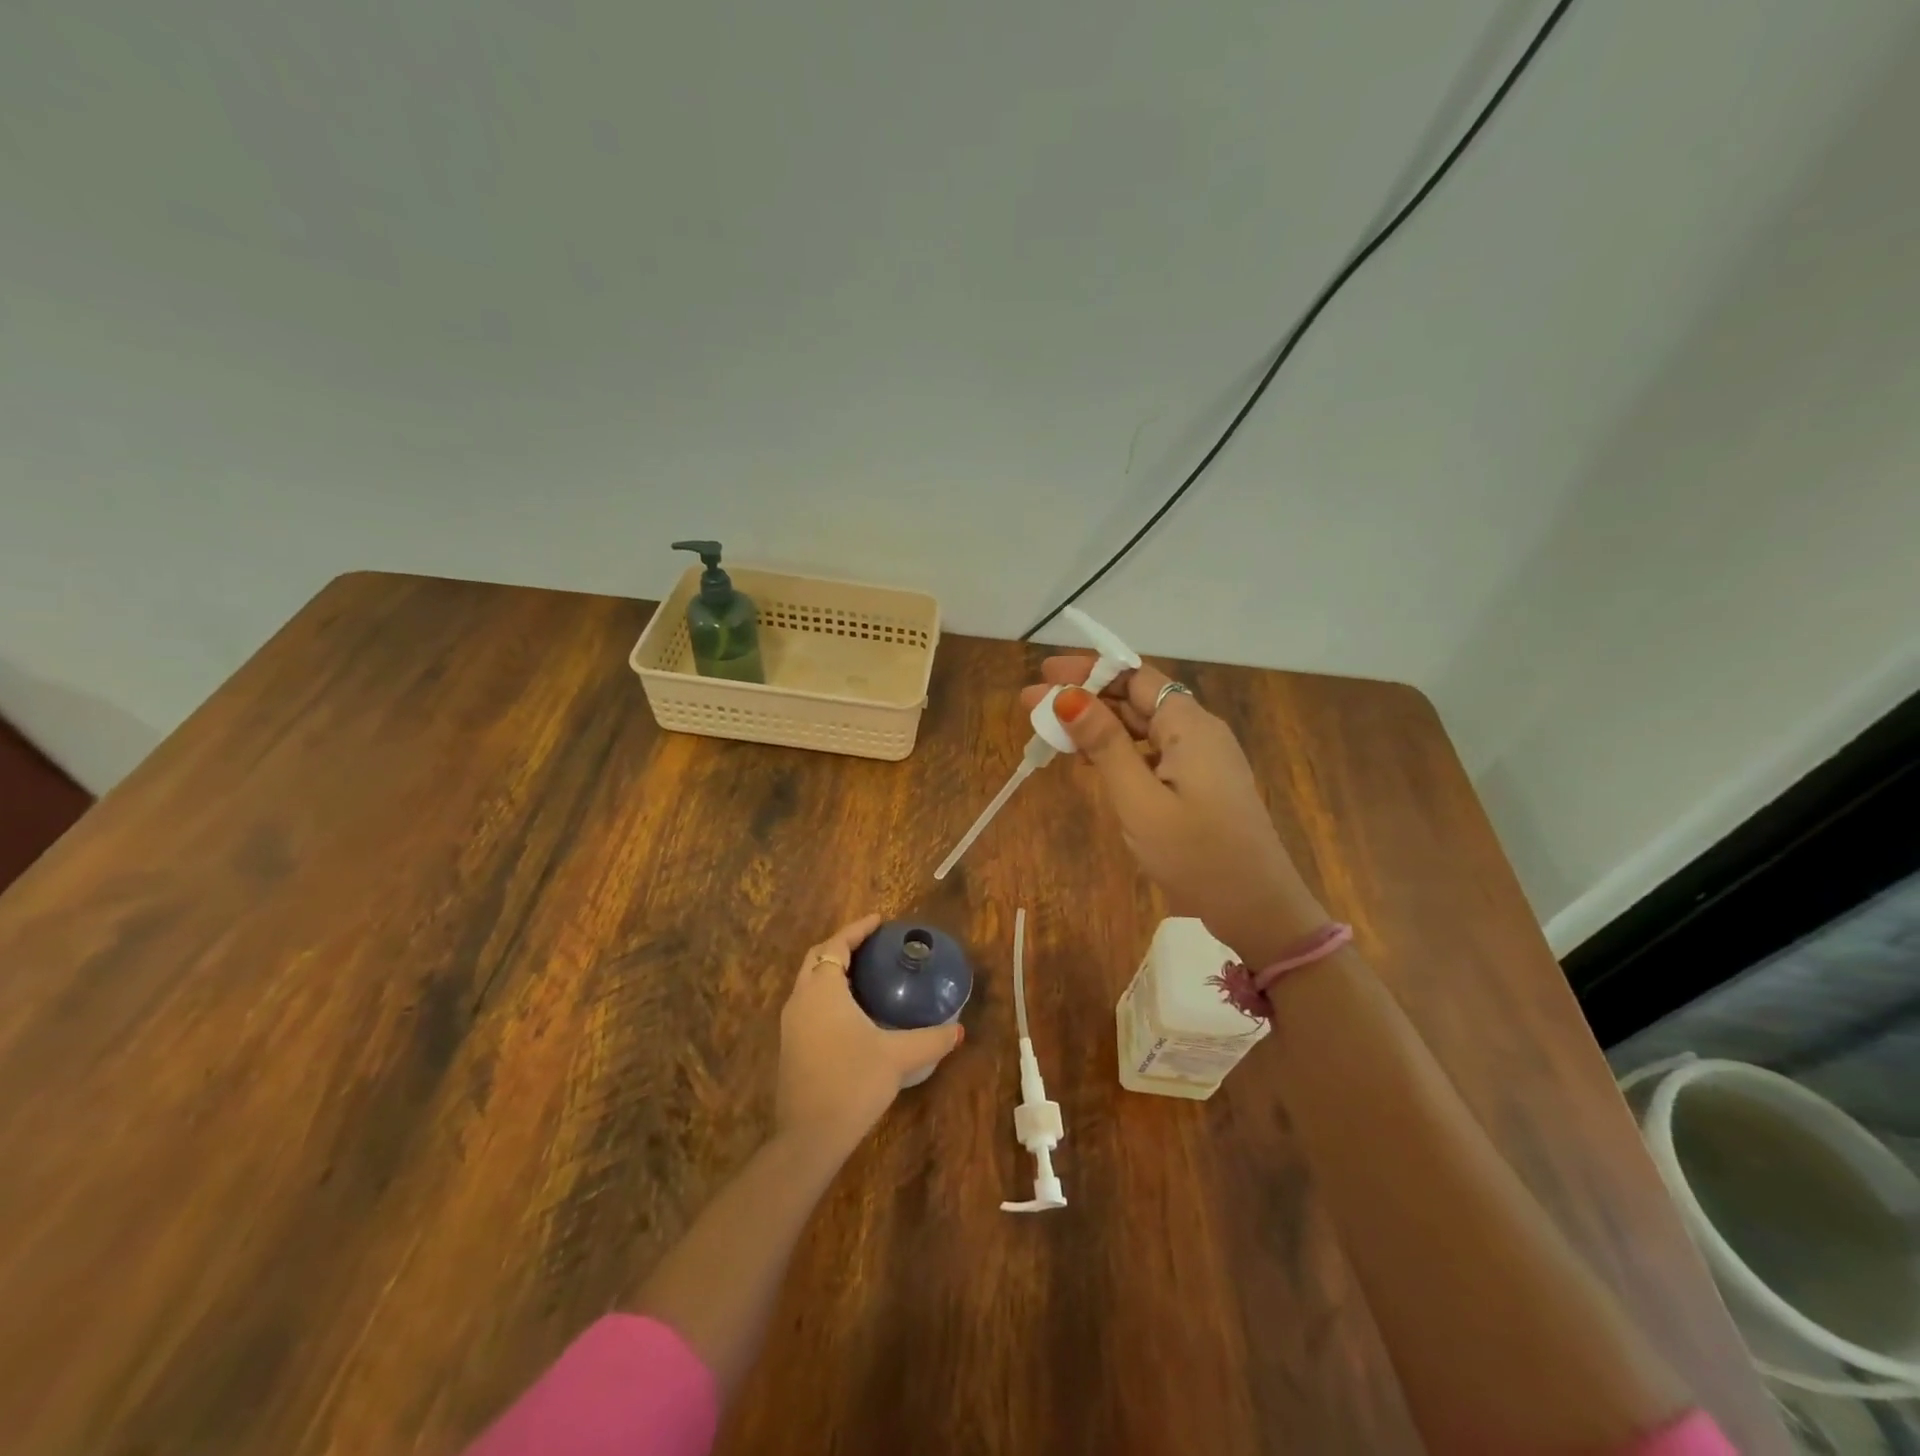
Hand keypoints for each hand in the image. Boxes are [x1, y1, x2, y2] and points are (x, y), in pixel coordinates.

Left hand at [776, 914, 963, 1154]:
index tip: (879, 921)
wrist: (809, 1137)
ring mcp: (791, 1025)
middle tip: (871, 944)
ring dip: (832, 971)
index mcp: (822, 990)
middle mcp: (801, 1000)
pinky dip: (827, 994)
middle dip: (842, 946)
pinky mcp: (791, 1047)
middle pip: (817, 958)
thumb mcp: (898, 1057)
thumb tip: (959, 1030)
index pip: (836, 945)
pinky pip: (809, 1005)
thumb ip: (931, 1039)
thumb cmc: (853, 1082)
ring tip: (864, 973)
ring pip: (809, 983)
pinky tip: (851, 1013)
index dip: (857, 930)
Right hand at [1020, 659, 1328, 968]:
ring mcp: (1202, 760)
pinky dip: (1119, 751)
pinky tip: (1091, 762)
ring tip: (1053, 732)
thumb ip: (1105, 745)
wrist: (1257, 909)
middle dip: (1085, 698)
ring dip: (1099, 725)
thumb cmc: (1196, 854)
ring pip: (1143, 728)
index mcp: (1190, 725)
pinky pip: (1153, 753)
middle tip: (1032, 705)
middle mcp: (1199, 732)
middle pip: (1137, 699)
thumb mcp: (1140, 800)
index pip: (1134, 677)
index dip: (1088, 671)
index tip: (1044, 674)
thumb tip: (1067, 697)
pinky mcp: (1200, 785)